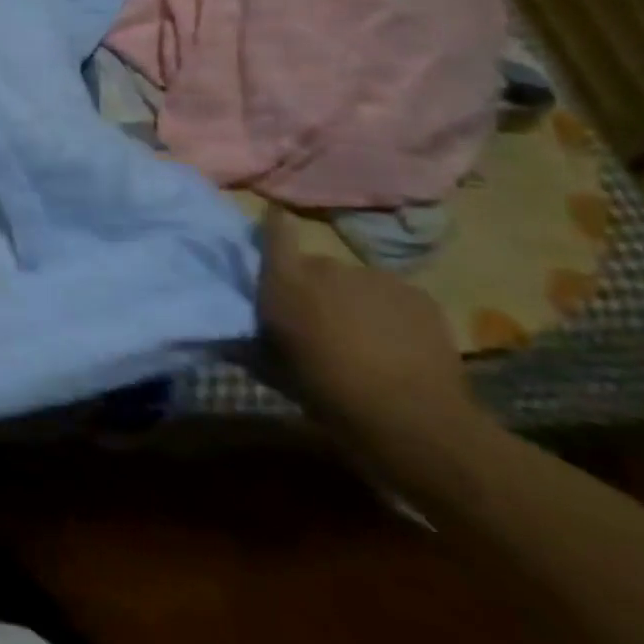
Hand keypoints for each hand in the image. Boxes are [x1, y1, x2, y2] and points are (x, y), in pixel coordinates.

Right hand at [255, 207, 475, 458]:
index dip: (274, 225)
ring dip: (354, 301)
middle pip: (317, 266)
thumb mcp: (274, 371)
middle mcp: (328, 267)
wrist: (414, 419)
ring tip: (364, 338)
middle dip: (317, 287)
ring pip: (356, 283)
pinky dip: (390, 313)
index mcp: (286, 280)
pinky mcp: (417, 295)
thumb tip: (226, 337)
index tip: (274, 224)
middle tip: (322, 321)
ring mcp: (376, 278)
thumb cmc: (329, 392)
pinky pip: (393, 296)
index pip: (275, 231)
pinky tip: (397, 345)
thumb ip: (251, 343)